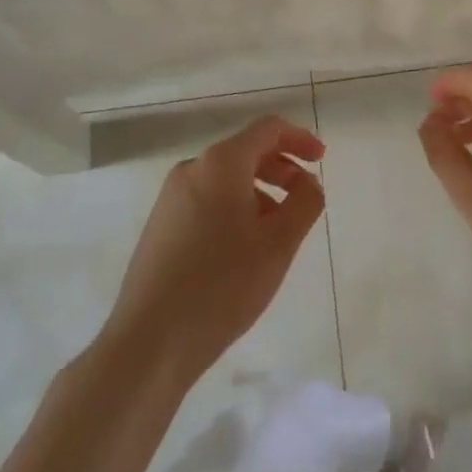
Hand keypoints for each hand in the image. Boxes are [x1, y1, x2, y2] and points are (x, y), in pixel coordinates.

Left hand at [104, 114, 326, 386]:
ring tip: (278, 230)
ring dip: (260, 191)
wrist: (149, 341)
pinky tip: (244, 248)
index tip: (321, 159)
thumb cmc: (223, 285)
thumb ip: (305, 202)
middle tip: (305, 196)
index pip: (268, 129)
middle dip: (281, 167)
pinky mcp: (160, 225)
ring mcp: (170, 197)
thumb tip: (309, 182)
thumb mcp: (279, 243)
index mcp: (221, 163)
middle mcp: (192, 169)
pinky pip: (207, 200)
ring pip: (226, 178)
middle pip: (246, 151)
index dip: (300, 138)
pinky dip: (235, 207)